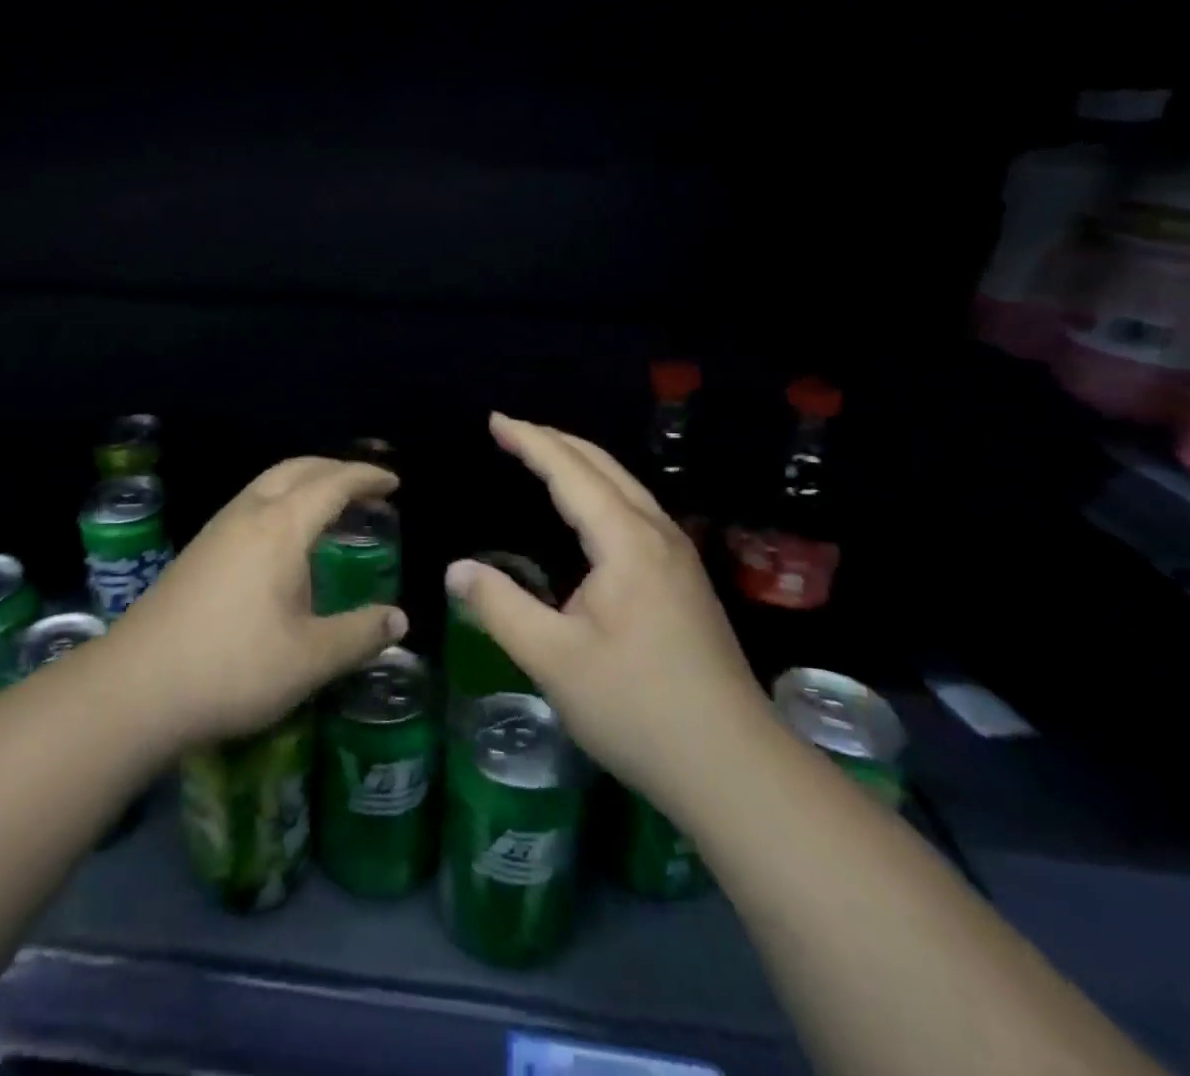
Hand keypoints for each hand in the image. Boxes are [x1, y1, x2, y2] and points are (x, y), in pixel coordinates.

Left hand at [104, 457, 408, 747]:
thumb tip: (398, 620)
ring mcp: (217, 530)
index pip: (332, 484)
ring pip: (267, 483)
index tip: (394, 483)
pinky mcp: (198, 550)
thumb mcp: (310, 659)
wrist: (136, 685)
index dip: (366, 478)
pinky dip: (281, 501)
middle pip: (296, 469)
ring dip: (304, 482)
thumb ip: (359, 635)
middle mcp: (247, 514)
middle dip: (334, 469)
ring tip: (330, 507)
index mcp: (280, 528)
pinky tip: (283, 541)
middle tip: (366, 487)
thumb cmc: (233, 667)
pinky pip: (250, 503)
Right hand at [443, 413, 768, 815]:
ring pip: (626, 487)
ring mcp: (679, 559)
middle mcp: (658, 536)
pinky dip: (601, 490)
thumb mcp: (553, 660)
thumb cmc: (637, 708)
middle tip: (512, 430)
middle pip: (605, 467)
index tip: (495, 421)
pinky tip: (590, 512)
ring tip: (544, 456)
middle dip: (556, 441)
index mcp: (627, 543)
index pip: (571, 473)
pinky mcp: (686, 582)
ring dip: (582, 463)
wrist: (734, 769)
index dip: (531, 443)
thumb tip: (455, 569)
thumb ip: (499, 607)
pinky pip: (635, 511)